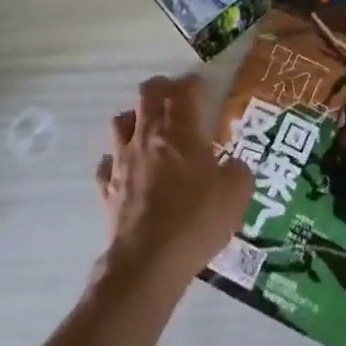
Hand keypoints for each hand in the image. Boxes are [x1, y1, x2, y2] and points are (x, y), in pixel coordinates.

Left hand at [95, 75, 252, 287]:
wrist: (148, 261)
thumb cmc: (196, 221)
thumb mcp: (236, 195)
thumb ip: (238, 172)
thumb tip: (234, 166)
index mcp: (180, 131)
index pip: (184, 91)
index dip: (193, 83)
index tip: (201, 85)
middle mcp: (147, 136)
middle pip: (147, 95)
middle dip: (161, 89)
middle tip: (175, 97)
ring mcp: (122, 160)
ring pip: (120, 122)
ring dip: (134, 118)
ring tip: (147, 128)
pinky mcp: (107, 188)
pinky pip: (107, 163)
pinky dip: (116, 160)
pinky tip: (127, 169)